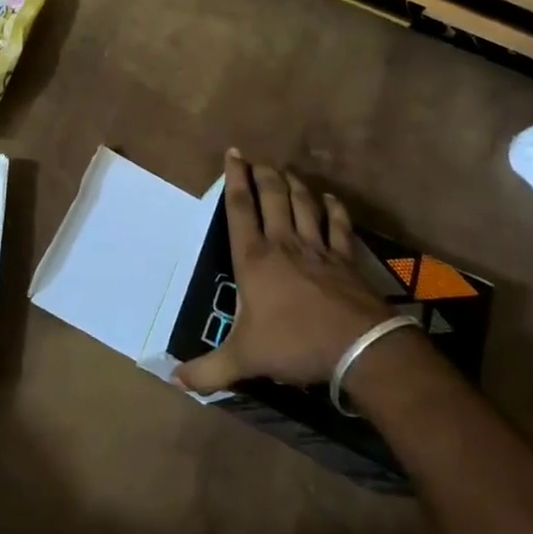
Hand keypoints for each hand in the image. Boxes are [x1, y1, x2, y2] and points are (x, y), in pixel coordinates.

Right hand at [175, 150, 392, 394]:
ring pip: (304, 204)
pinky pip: (338, 225)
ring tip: (286, 171)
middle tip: (257, 159)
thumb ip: (208, 370)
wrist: (358, 348)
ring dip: (294, 184)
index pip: (240, 209)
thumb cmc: (294, 344)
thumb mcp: (244, 359)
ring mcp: (318, 248)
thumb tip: (174, 380)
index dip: (234, 179)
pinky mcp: (345, 259)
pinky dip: (334, 209)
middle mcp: (283, 243)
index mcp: (254, 259)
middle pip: (273, 196)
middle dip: (263, 173)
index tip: (233, 153)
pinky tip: (331, 199)